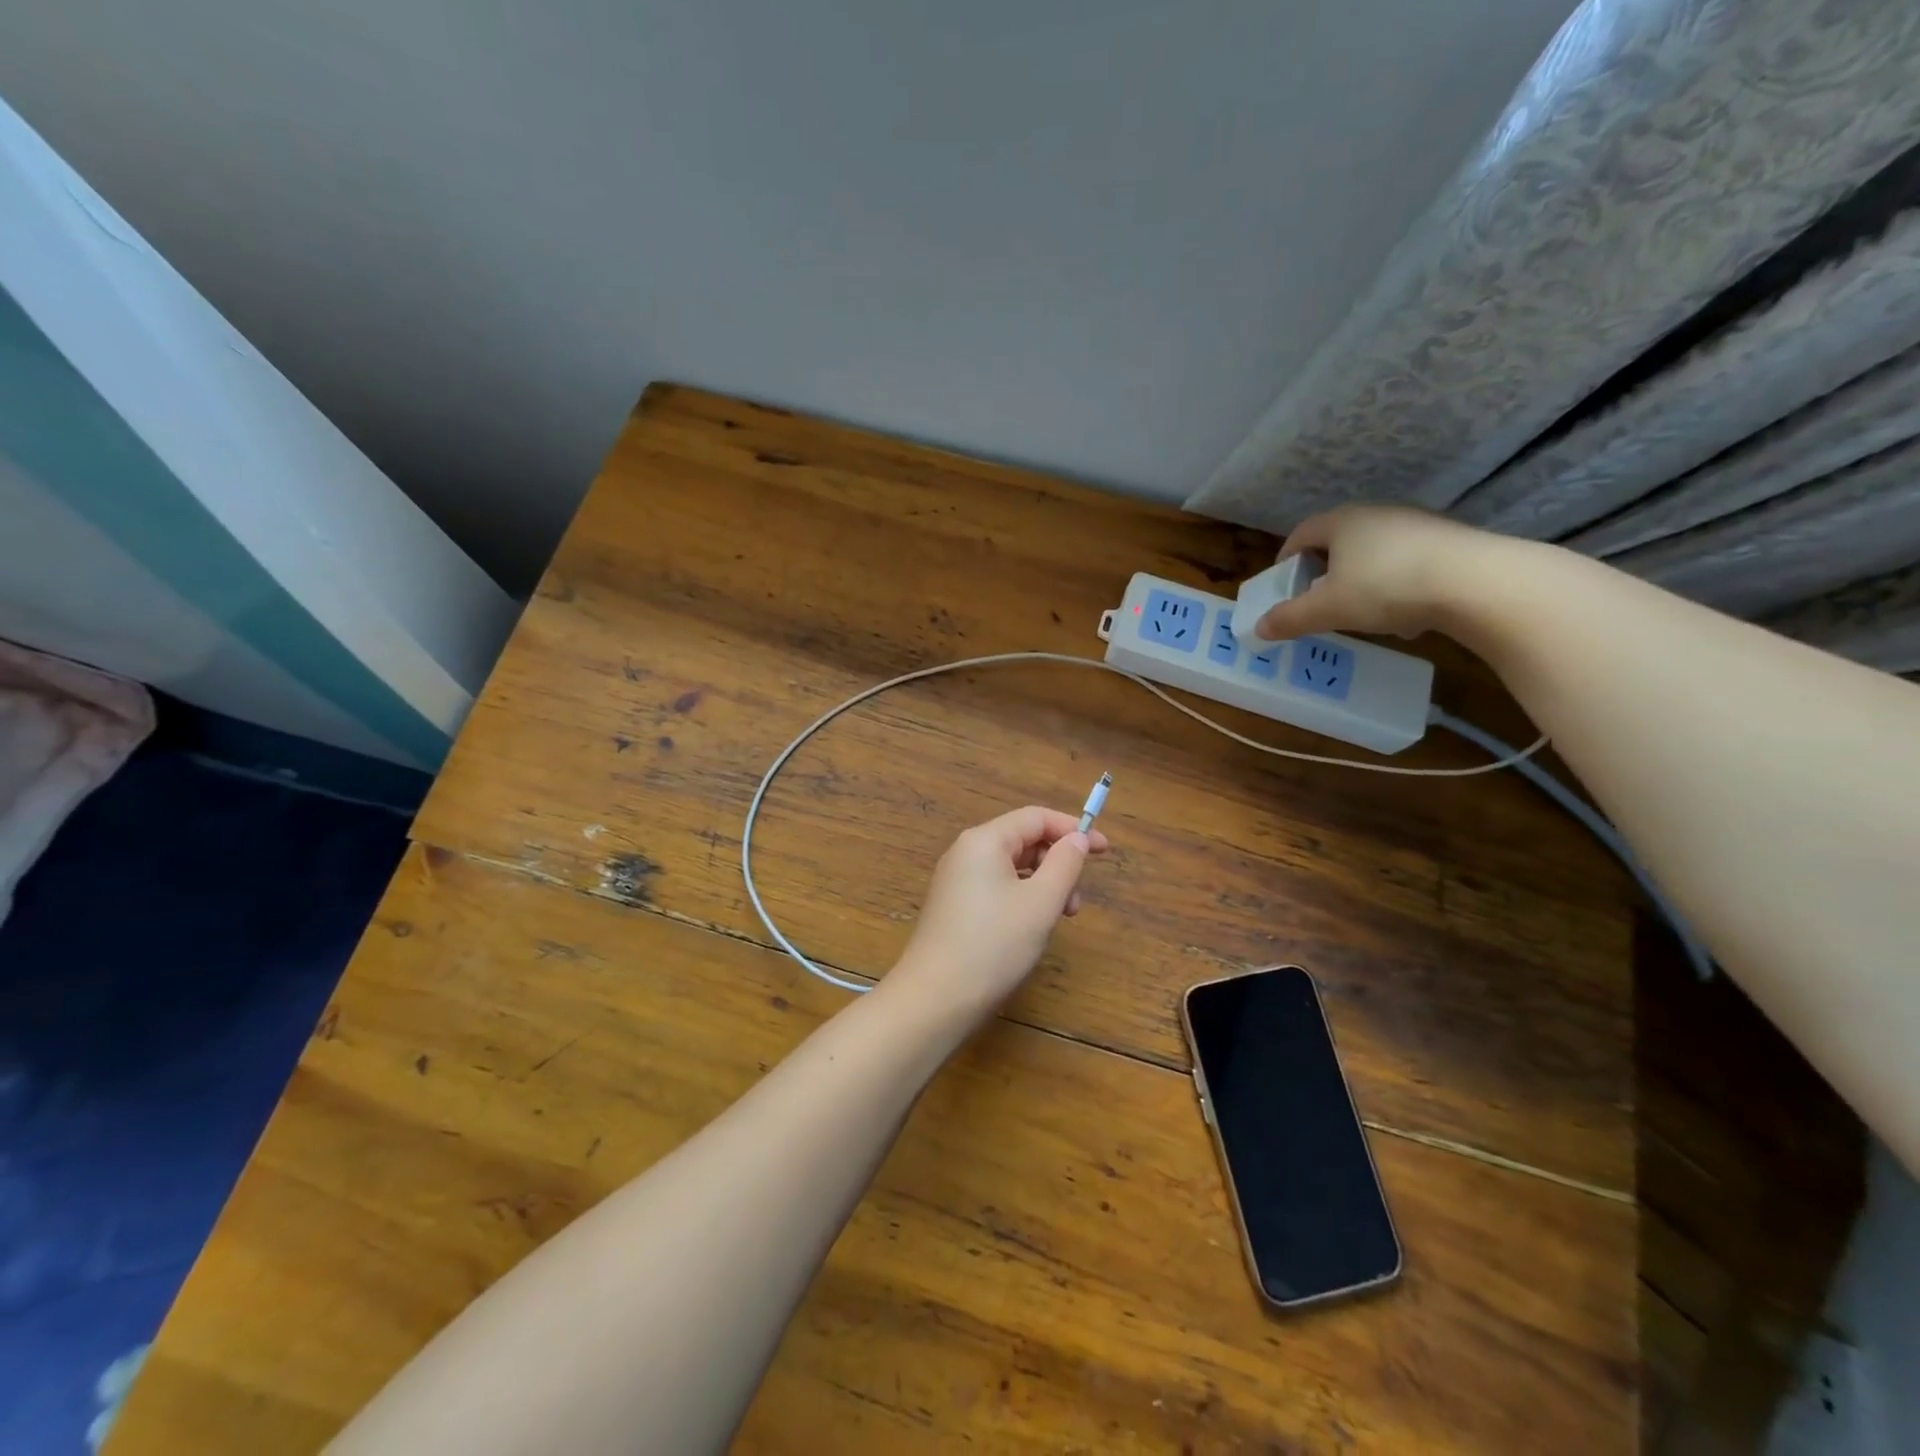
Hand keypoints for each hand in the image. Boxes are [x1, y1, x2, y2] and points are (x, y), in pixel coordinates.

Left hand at [887, 805, 1109, 1020]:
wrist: (936, 998)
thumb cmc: (995, 944)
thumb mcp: (1041, 902)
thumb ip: (1065, 864)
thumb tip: (1078, 838)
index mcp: (984, 840)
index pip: (1036, 818)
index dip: (1073, 829)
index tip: (1105, 850)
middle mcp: (966, 852)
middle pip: (1022, 841)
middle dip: (1057, 863)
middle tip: (1076, 903)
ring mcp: (956, 880)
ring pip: (1011, 867)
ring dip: (1042, 885)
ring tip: (1058, 920)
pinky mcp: (953, 906)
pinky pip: (996, 887)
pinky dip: (1022, 898)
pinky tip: (1031, 928)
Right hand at [1255, 504, 1496, 640]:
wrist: (1477, 582)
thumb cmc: (1385, 587)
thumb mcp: (1328, 610)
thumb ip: (1290, 618)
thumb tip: (1258, 627)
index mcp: (1341, 522)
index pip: (1301, 534)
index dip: (1286, 559)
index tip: (1282, 585)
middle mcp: (1377, 514)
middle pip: (1338, 542)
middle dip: (1324, 572)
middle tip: (1317, 601)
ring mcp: (1416, 525)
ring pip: (1374, 554)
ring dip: (1361, 581)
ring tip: (1361, 614)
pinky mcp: (1448, 542)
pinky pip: (1407, 564)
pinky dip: (1396, 586)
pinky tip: (1404, 616)